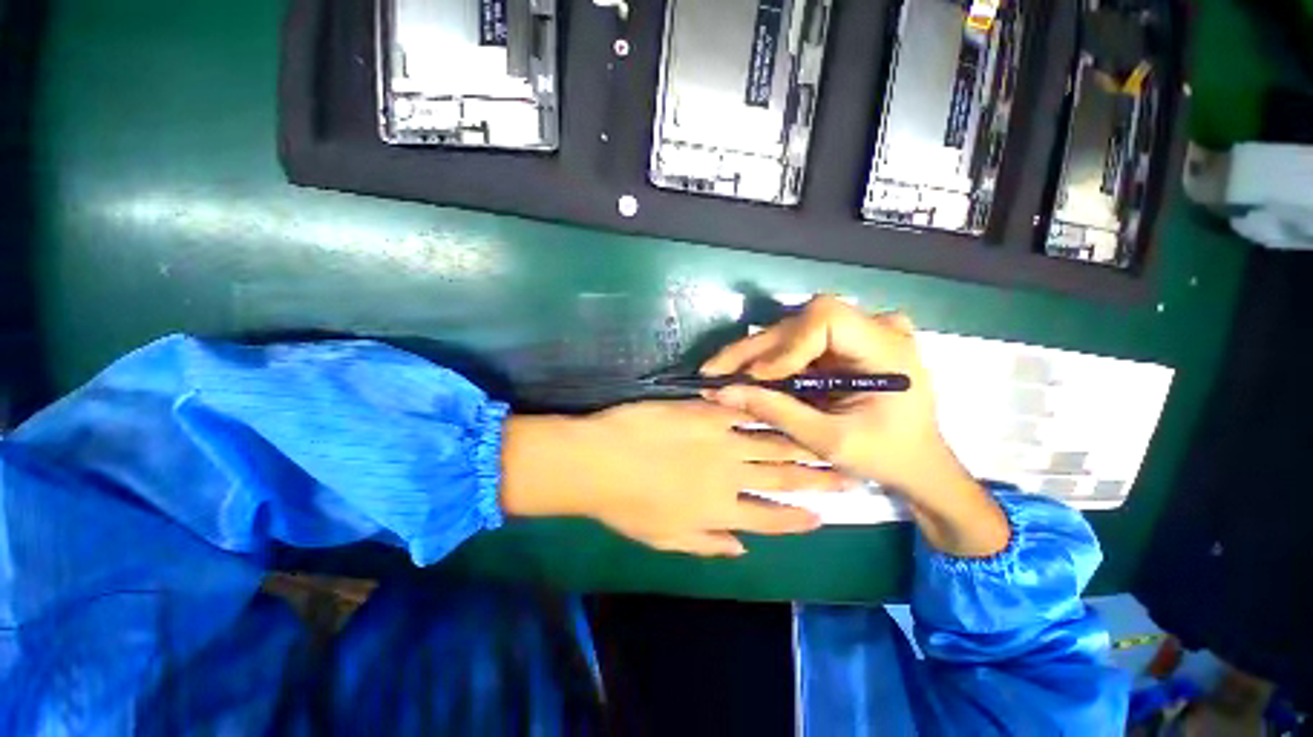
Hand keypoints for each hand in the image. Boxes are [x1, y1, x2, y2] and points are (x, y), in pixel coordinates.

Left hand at [501, 402, 844, 556]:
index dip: (797, 519)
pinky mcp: (705, 412)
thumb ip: (706, 545)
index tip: (822, 517)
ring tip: (824, 441)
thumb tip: (740, 549)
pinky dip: (762, 411)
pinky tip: (780, 407)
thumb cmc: (625, 505)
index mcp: (719, 510)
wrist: (599, 460)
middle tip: (845, 475)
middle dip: (815, 478)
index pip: (769, 517)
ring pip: (769, 441)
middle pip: (780, 476)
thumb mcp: (664, 539)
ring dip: (798, 442)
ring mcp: (719, 439)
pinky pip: (741, 411)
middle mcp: (729, 475)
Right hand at [700, 296, 1008, 556]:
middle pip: (802, 321)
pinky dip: (772, 359)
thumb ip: (777, 412)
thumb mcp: (829, 441)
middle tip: (715, 371)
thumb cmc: (885, 456)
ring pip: (794, 329)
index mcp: (887, 350)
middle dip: (756, 350)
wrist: (919, 463)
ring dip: (757, 354)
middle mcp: (876, 328)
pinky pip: (800, 341)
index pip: (827, 319)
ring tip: (723, 374)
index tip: (757, 377)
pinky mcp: (846, 341)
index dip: (786, 344)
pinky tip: (748, 374)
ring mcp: (861, 331)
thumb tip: (722, 393)